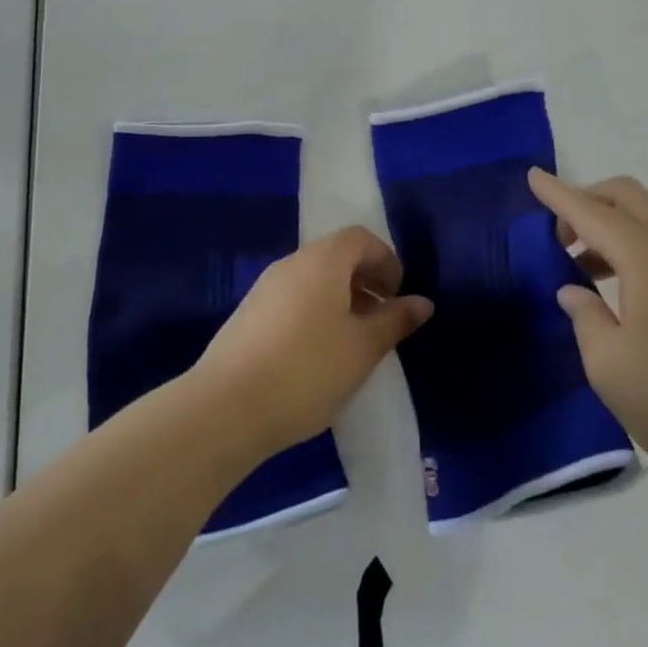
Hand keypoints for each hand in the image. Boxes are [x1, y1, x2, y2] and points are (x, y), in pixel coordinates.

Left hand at [194, 226, 432, 456]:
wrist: (225, 407)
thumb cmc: (307, 369)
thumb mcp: (363, 348)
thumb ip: (395, 321)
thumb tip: (422, 302)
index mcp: (322, 260)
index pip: (361, 238)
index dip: (386, 261)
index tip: (398, 296)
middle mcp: (292, 264)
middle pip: (336, 256)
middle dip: (365, 281)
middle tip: (382, 319)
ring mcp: (265, 289)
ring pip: (313, 280)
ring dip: (340, 299)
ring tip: (354, 341)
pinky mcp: (248, 316)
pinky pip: (293, 300)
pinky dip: (315, 313)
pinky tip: (318, 356)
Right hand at [530, 169, 647, 491]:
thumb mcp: (607, 362)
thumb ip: (584, 316)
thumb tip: (573, 291)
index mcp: (644, 259)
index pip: (591, 213)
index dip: (558, 195)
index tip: (532, 176)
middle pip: (626, 198)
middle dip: (587, 199)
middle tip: (557, 234)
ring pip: (641, 220)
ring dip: (604, 225)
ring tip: (574, 263)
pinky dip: (622, 247)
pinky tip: (605, 287)